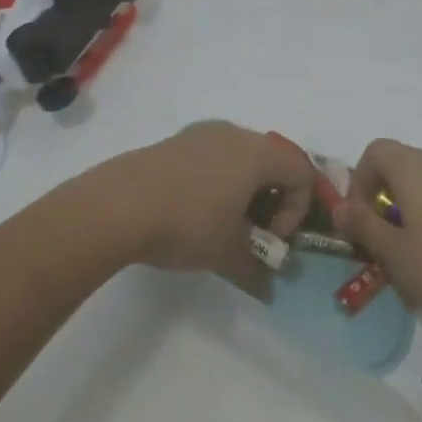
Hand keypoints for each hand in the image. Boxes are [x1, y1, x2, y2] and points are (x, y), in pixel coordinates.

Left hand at [91, 121, 313, 295]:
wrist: (119, 204)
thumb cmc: (188, 223)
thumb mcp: (227, 254)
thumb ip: (257, 270)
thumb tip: (269, 289)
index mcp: (257, 152)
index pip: (302, 172)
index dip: (297, 209)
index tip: (272, 238)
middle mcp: (235, 133)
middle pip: (273, 160)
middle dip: (272, 200)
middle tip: (254, 233)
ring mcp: (203, 133)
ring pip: (241, 157)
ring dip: (245, 191)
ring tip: (224, 225)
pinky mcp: (177, 141)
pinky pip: (214, 156)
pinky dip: (219, 181)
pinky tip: (194, 211)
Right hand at [333, 139, 421, 337]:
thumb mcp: (396, 255)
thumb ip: (364, 226)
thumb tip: (339, 207)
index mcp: (416, 168)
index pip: (375, 151)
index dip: (358, 181)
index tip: (358, 221)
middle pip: (401, 167)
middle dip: (382, 200)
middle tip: (380, 243)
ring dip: (409, 213)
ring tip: (410, 260)